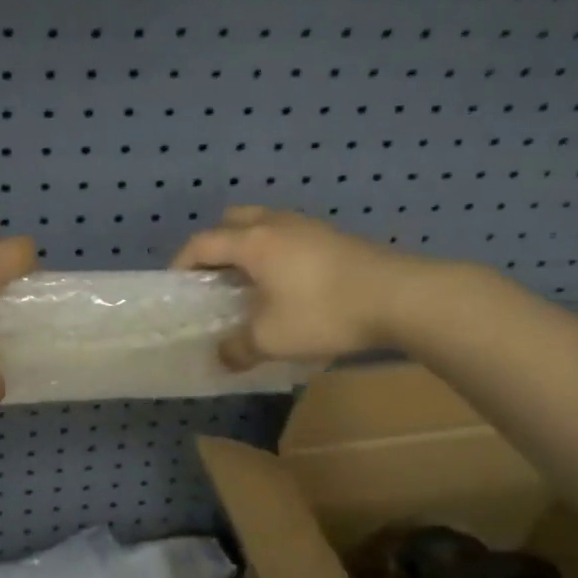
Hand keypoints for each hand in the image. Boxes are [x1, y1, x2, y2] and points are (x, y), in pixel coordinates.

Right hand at [171, 207, 444, 366]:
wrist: (400, 296)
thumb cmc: (323, 312)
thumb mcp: (272, 339)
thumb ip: (238, 348)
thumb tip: (221, 357)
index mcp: (252, 242)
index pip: (202, 243)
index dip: (183, 263)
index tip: (177, 287)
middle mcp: (275, 224)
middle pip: (231, 220)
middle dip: (216, 245)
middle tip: (215, 277)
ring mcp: (308, 226)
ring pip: (263, 224)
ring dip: (248, 246)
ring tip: (251, 282)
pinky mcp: (333, 236)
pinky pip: (289, 234)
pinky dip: (276, 251)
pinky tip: (289, 284)